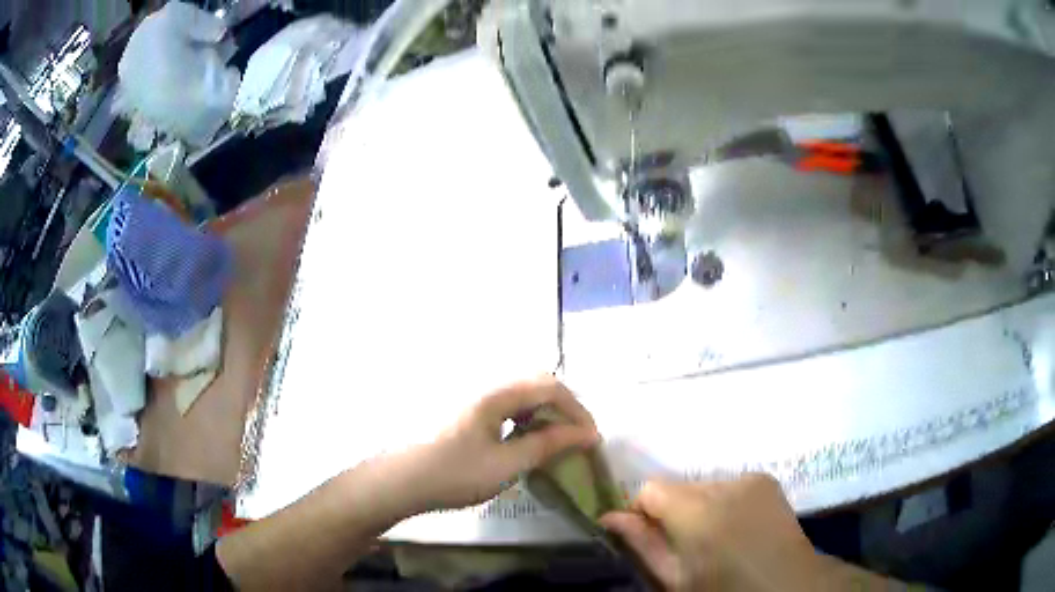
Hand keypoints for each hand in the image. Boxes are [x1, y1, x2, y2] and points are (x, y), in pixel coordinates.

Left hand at [399, 377, 599, 512]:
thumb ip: (547, 445)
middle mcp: (486, 385)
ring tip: (554, 439)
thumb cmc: (454, 474)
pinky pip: (505, 403)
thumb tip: (585, 434)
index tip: (591, 439)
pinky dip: (524, 416)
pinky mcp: (466, 409)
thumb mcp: (506, 465)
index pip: (551, 387)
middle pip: (536, 383)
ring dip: (544, 411)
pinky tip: (523, 438)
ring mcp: (473, 396)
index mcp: (496, 393)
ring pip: (521, 392)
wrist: (402, 481)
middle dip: (563, 408)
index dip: (577, 410)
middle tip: (575, 437)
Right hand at [601, 475, 819, 591]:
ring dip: (697, 506)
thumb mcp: (676, 580)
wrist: (786, 584)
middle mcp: (725, 485)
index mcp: (699, 513)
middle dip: (672, 510)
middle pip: (678, 486)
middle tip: (682, 543)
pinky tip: (733, 526)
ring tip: (711, 536)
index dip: (642, 511)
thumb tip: (609, 517)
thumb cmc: (724, 590)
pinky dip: (721, 502)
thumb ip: (642, 545)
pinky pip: (727, 485)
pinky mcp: (764, 479)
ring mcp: (749, 479)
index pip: (650, 488)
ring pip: (702, 485)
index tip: (648, 536)